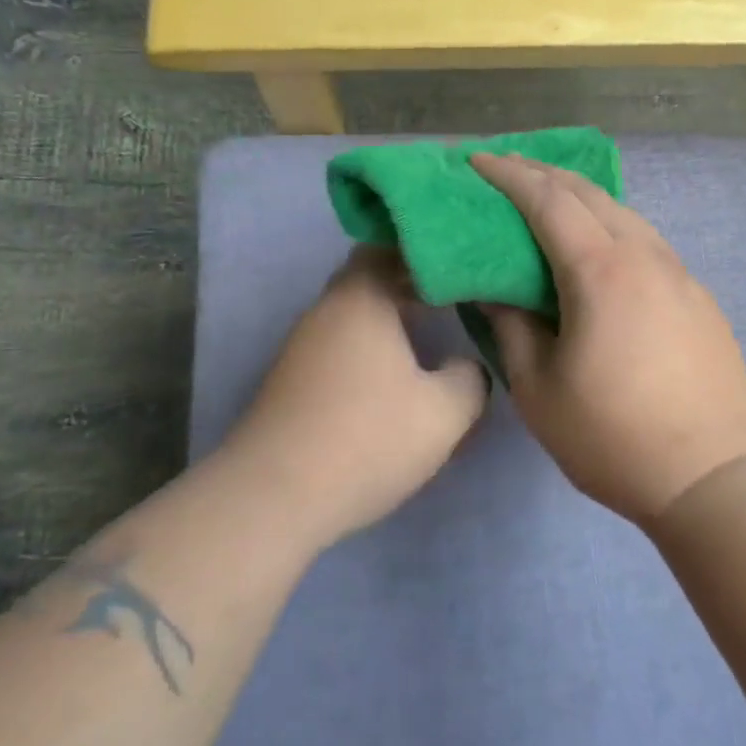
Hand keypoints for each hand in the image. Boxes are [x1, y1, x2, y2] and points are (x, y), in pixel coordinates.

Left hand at [224, 248, 489, 546]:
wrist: (274, 498)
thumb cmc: (368, 438)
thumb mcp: (445, 412)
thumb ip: (471, 378)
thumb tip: (464, 367)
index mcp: (361, 299)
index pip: (390, 246)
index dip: (428, 252)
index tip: (461, 265)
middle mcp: (326, 312)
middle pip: (371, 279)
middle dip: (413, 285)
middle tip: (456, 297)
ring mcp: (303, 348)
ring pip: (356, 316)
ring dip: (392, 321)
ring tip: (432, 336)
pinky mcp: (293, 382)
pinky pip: (342, 347)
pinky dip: (372, 350)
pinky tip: (396, 380)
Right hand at [473, 153, 745, 525]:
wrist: (714, 473)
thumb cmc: (614, 437)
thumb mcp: (540, 390)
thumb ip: (513, 328)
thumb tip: (496, 290)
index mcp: (602, 271)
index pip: (548, 201)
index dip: (509, 175)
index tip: (476, 161)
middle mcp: (645, 256)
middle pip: (590, 194)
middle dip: (544, 173)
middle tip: (506, 169)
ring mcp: (679, 274)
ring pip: (625, 213)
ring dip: (582, 197)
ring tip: (549, 199)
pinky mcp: (698, 297)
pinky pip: (646, 241)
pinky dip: (612, 226)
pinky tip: (600, 247)